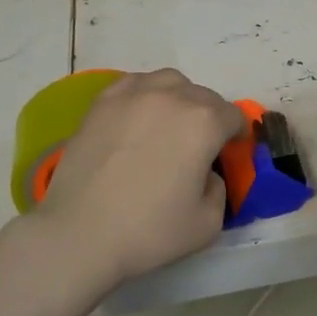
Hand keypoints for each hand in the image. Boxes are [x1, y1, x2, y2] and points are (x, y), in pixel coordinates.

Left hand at [30, 69, 245, 286]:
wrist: (80, 233)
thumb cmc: (149, 231)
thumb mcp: (209, 223)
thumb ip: (219, 189)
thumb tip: (206, 173)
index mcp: (204, 123)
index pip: (233, 116)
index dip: (236, 134)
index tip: (230, 151)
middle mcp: (172, 97)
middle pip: (204, 96)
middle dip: (209, 117)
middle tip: (199, 146)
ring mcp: (134, 95)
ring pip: (169, 82)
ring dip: (179, 98)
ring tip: (169, 124)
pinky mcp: (102, 103)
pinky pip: (134, 84)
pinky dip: (145, 95)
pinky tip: (139, 117)